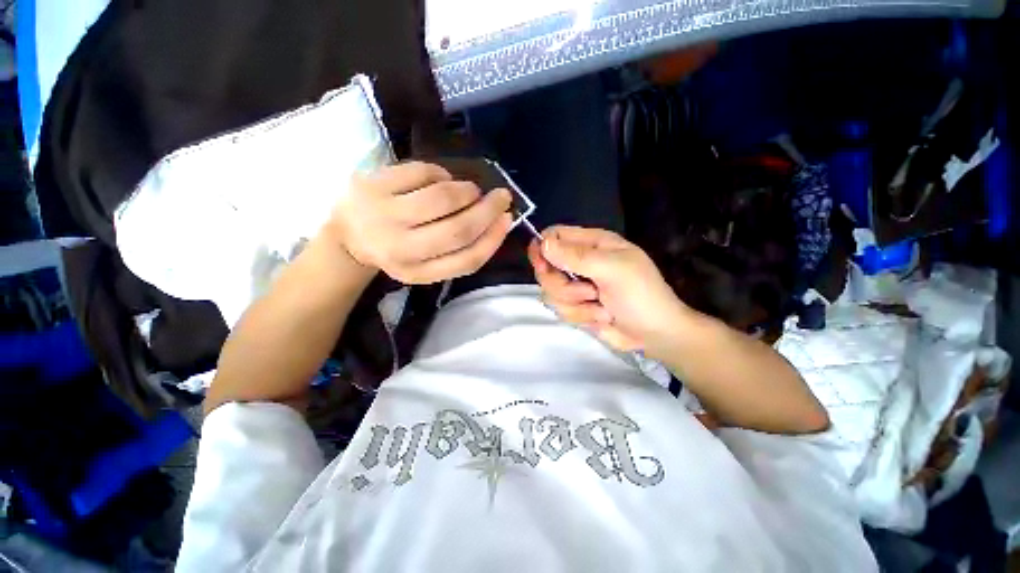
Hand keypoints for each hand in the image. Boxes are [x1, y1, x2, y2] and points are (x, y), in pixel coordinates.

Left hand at [327, 161, 513, 283]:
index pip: (467, 259)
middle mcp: (401, 249)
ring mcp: (384, 215)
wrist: (348, 237)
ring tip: (470, 191)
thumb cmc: (399, 250)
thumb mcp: (429, 263)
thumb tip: (498, 220)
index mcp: (418, 273)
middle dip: (488, 210)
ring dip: (467, 191)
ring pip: (443, 198)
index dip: (493, 238)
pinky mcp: (373, 185)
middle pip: (459, 229)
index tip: (507, 220)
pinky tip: (441, 180)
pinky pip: (423, 172)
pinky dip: (441, 174)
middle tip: (501, 197)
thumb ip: (461, 249)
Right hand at [528, 226, 691, 357]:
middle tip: (588, 291)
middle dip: (563, 285)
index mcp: (592, 244)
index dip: (542, 247)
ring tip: (601, 306)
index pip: (554, 236)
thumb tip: (543, 243)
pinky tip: (601, 317)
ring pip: (551, 292)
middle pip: (546, 267)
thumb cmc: (641, 295)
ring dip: (576, 303)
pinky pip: (560, 309)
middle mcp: (580, 262)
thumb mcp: (612, 270)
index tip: (542, 264)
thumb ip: (576, 256)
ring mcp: (576, 286)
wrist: (655, 334)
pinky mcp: (575, 306)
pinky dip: (580, 316)